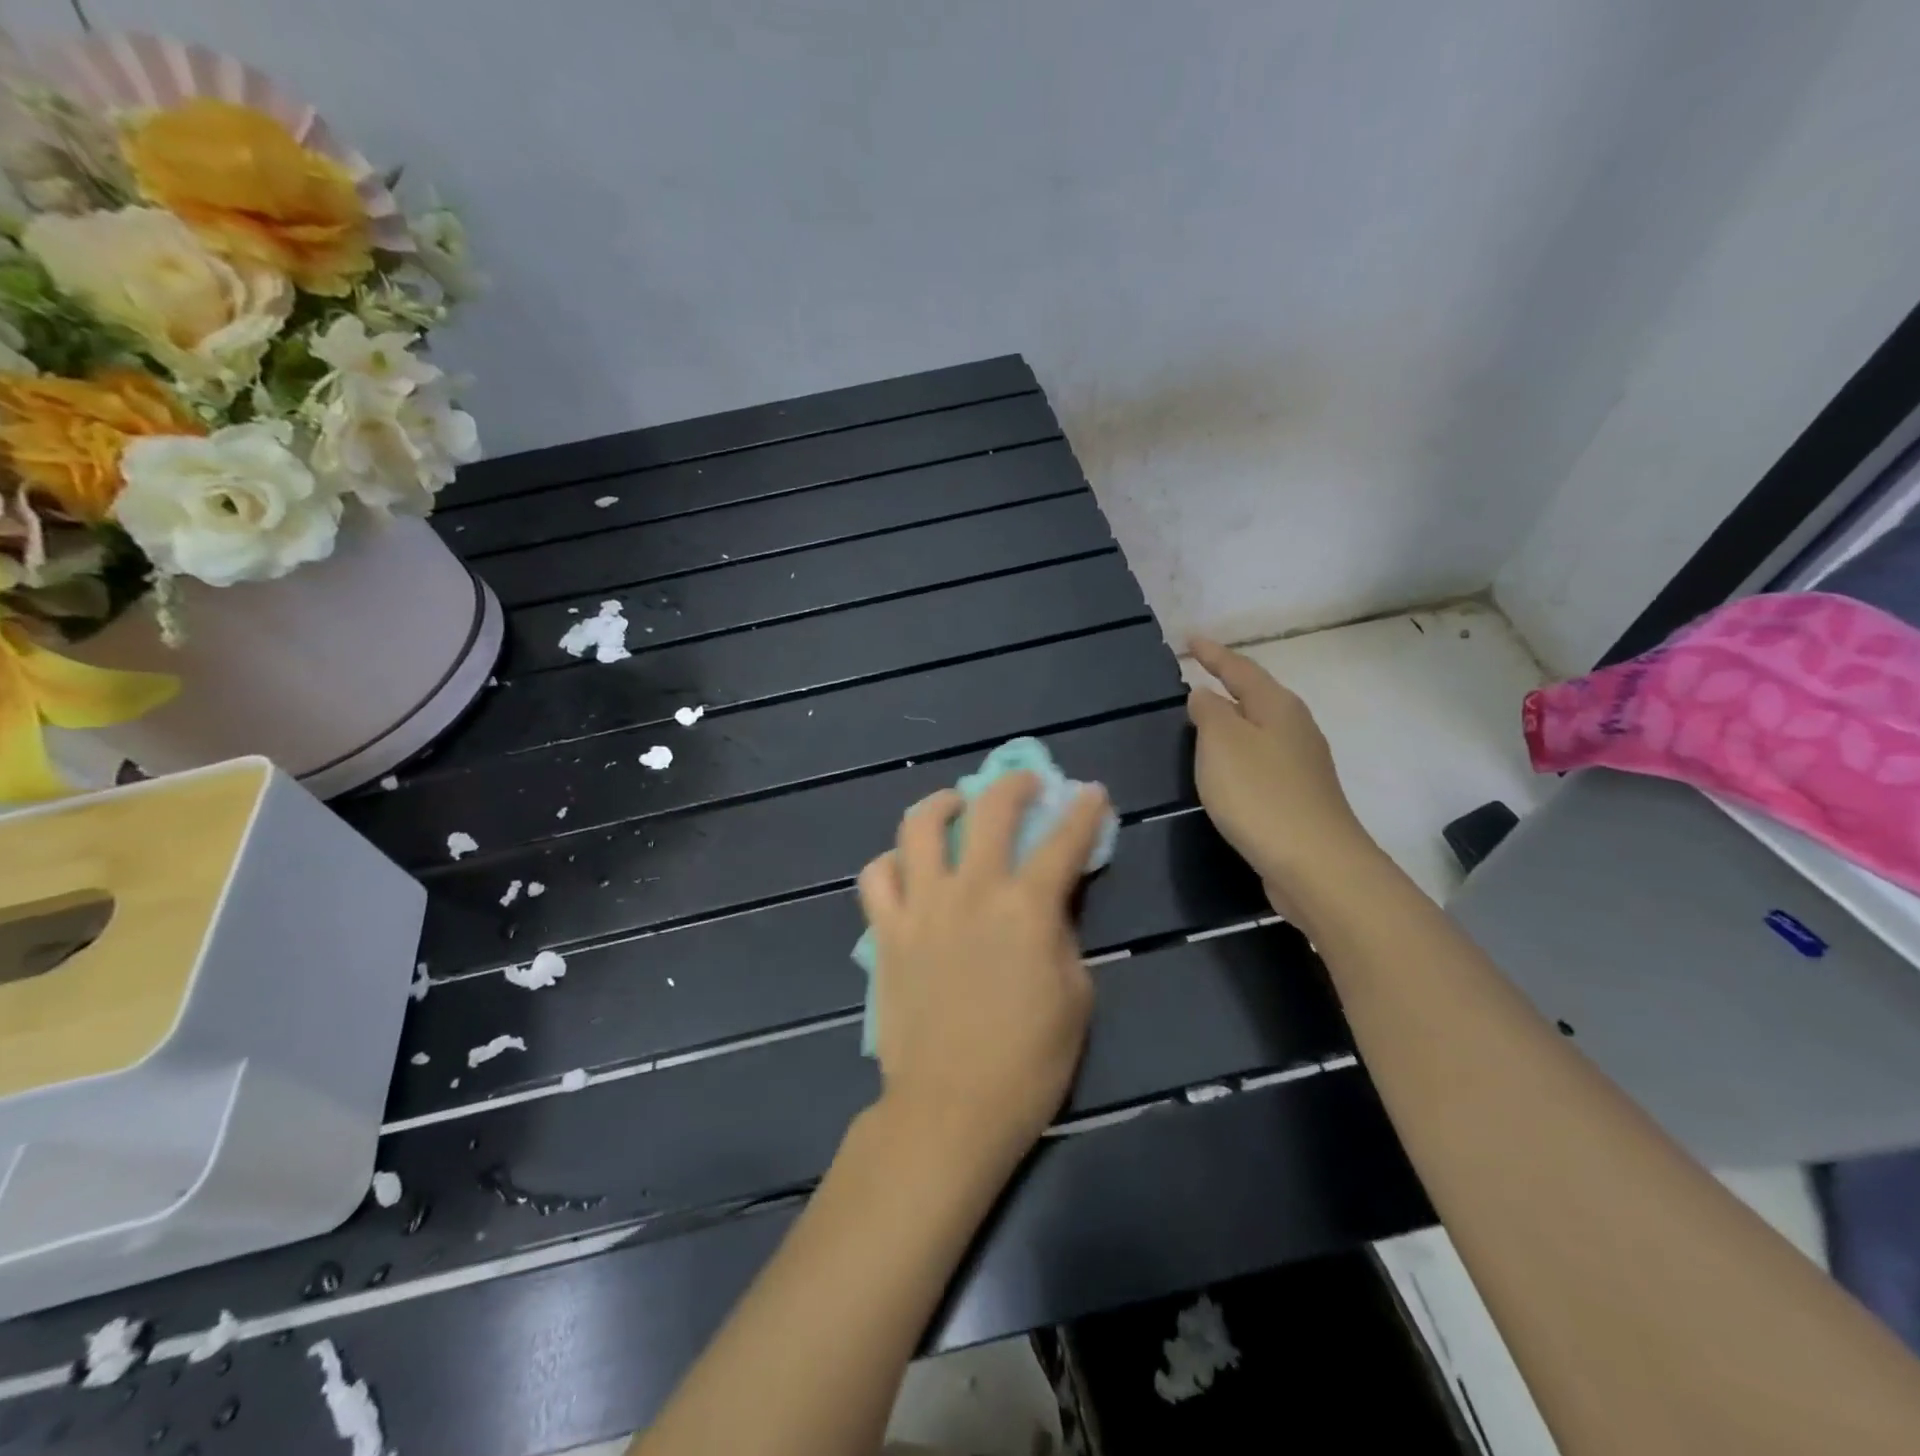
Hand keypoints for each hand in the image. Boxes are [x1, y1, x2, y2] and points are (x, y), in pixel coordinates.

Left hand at [857, 772, 1108, 1173]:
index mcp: (1026, 908)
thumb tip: (1049, 902)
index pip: (1063, 841)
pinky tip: (908, 867)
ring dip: (942, 803)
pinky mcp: (886, 931)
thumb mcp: (1074, 998)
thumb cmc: (1027, 1063)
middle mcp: (971, 891)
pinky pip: (876, 876)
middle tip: (1025, 783)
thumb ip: (1063, 936)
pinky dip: (892, 862)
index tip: (1091, 791)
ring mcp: (921, 907)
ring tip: (955, 806)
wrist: (949, 1108)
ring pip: (919, 826)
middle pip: (990, 809)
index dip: (1083, 810)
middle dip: (1014, 783)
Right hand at [1186, 638, 1378, 905]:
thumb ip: (1208, 712)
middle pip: (1256, 696)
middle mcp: (1295, 728)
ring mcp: (1302, 764)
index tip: (1190, 639)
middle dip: (1227, 684)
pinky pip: (1261, 760)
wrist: (1314, 864)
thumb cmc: (1260, 794)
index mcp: (1277, 707)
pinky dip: (1239, 754)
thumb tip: (1205, 695)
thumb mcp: (1221, 742)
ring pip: (1260, 729)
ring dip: (1233, 721)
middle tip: (1197, 675)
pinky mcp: (1298, 797)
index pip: (1239, 669)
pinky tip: (1225, 769)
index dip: (1213, 654)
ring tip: (1204, 719)